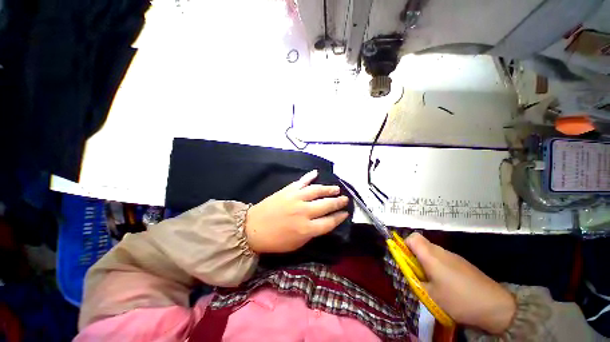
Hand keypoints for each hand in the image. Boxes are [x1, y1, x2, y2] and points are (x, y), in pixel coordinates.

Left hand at [245, 170, 349, 253]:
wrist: (252, 228)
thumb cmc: (275, 240)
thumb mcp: (296, 244)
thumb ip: (312, 233)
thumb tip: (323, 223)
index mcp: (307, 229)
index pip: (329, 222)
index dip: (339, 217)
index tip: (345, 213)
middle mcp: (304, 212)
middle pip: (326, 205)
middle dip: (338, 202)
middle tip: (345, 199)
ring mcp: (296, 198)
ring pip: (317, 190)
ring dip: (328, 189)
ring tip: (336, 188)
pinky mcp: (288, 190)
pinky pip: (301, 181)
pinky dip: (309, 176)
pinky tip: (315, 173)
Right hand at [405, 233, 515, 333]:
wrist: (495, 306)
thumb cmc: (458, 299)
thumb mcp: (431, 295)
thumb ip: (415, 281)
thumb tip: (409, 274)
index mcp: (430, 255)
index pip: (412, 237)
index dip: (404, 245)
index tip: (405, 260)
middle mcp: (441, 251)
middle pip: (421, 244)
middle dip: (415, 257)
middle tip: (417, 274)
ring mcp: (454, 256)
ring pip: (432, 252)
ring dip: (427, 263)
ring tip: (432, 282)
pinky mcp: (463, 263)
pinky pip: (444, 259)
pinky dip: (439, 267)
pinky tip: (447, 285)